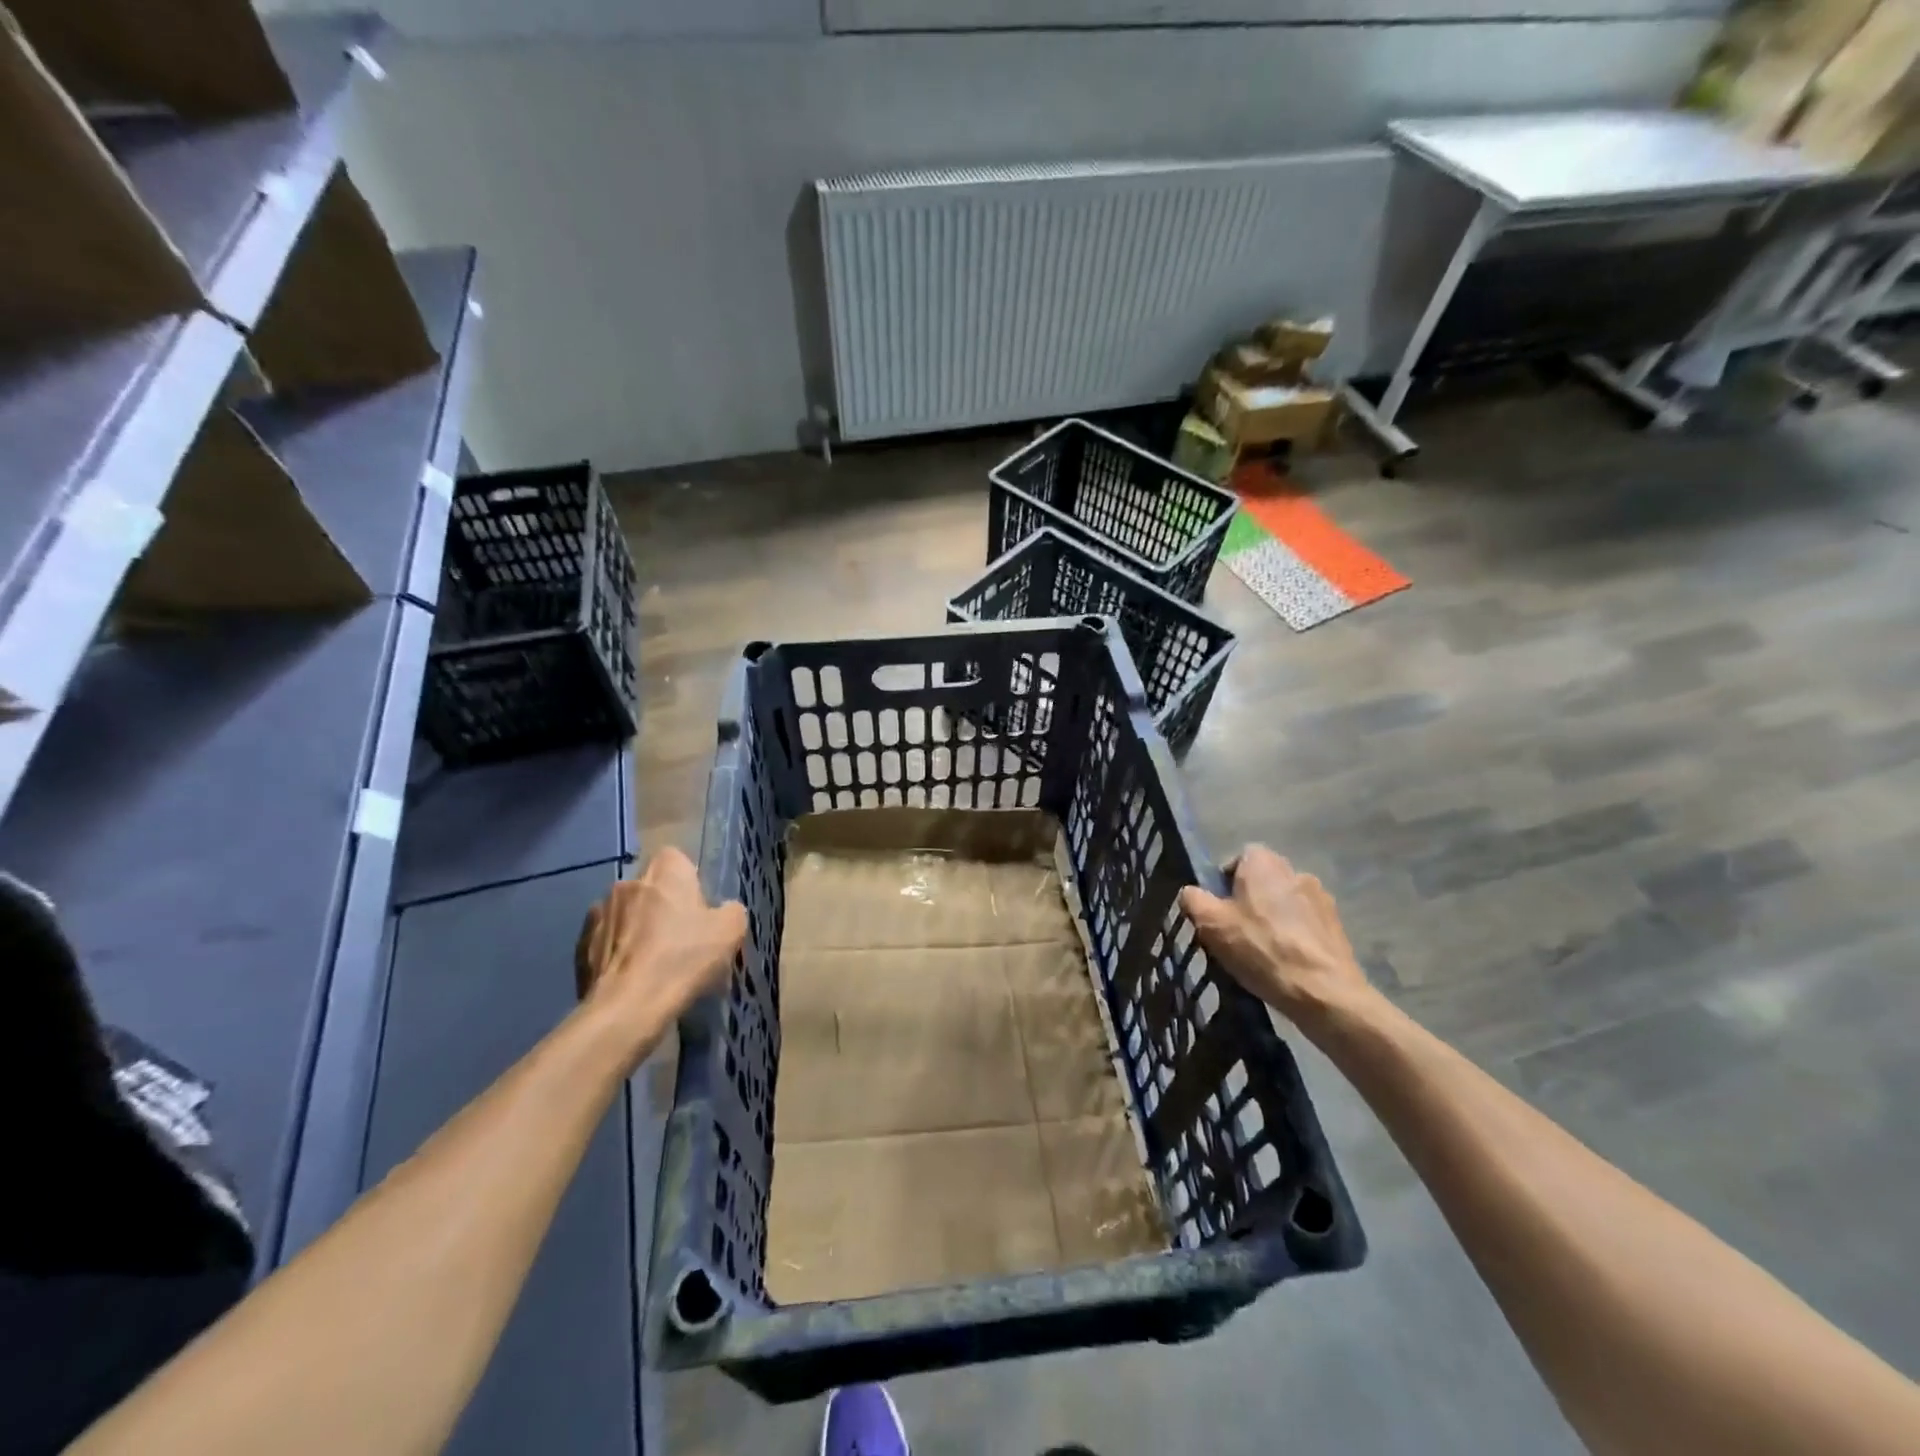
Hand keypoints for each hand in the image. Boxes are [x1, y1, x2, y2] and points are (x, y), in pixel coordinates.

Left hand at [577, 849, 745, 1035]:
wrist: (627, 1007)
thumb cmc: (683, 959)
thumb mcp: (731, 932)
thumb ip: (730, 911)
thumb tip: (723, 910)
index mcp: (665, 872)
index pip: (676, 858)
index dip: (688, 880)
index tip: (698, 908)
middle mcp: (627, 883)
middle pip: (649, 887)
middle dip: (661, 905)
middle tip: (679, 938)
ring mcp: (598, 913)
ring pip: (625, 913)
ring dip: (636, 928)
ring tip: (651, 961)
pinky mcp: (580, 946)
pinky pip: (605, 940)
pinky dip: (616, 952)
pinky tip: (630, 976)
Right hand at [1178, 845, 1374, 1027]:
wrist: (1324, 992)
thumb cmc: (1262, 949)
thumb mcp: (1211, 925)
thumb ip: (1193, 900)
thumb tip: (1191, 892)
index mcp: (1264, 863)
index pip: (1238, 858)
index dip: (1224, 881)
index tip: (1218, 910)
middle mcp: (1295, 871)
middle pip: (1262, 880)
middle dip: (1248, 900)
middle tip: (1235, 932)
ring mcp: (1321, 898)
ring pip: (1284, 902)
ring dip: (1273, 918)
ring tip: (1262, 952)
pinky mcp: (1337, 925)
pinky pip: (1305, 924)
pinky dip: (1294, 936)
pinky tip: (1286, 963)